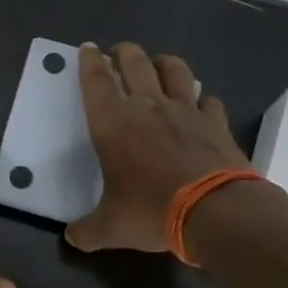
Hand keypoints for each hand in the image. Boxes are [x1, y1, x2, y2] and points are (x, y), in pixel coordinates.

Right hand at [65, 42, 250, 252]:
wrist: (215, 211)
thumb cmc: (152, 211)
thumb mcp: (111, 228)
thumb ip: (87, 231)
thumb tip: (71, 238)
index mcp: (113, 123)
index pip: (96, 80)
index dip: (90, 61)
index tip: (88, 49)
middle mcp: (147, 106)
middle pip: (134, 62)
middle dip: (124, 52)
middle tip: (120, 53)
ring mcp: (185, 110)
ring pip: (175, 69)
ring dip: (164, 63)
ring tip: (160, 65)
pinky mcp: (215, 122)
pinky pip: (209, 100)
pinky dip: (203, 99)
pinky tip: (202, 106)